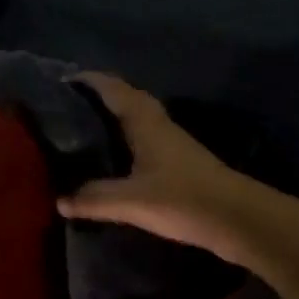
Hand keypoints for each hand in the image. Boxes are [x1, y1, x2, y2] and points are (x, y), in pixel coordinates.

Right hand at [56, 73, 253, 258]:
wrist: (238, 219)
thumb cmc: (183, 199)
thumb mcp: (131, 201)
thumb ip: (94, 199)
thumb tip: (60, 201)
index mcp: (145, 122)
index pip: (113, 88)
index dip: (89, 80)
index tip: (62, 80)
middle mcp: (158, 124)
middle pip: (126, 99)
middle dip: (98, 97)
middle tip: (67, 107)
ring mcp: (171, 143)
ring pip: (136, 120)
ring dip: (112, 118)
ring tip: (82, 131)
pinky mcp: (178, 163)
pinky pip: (143, 140)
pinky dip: (124, 140)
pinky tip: (113, 160)